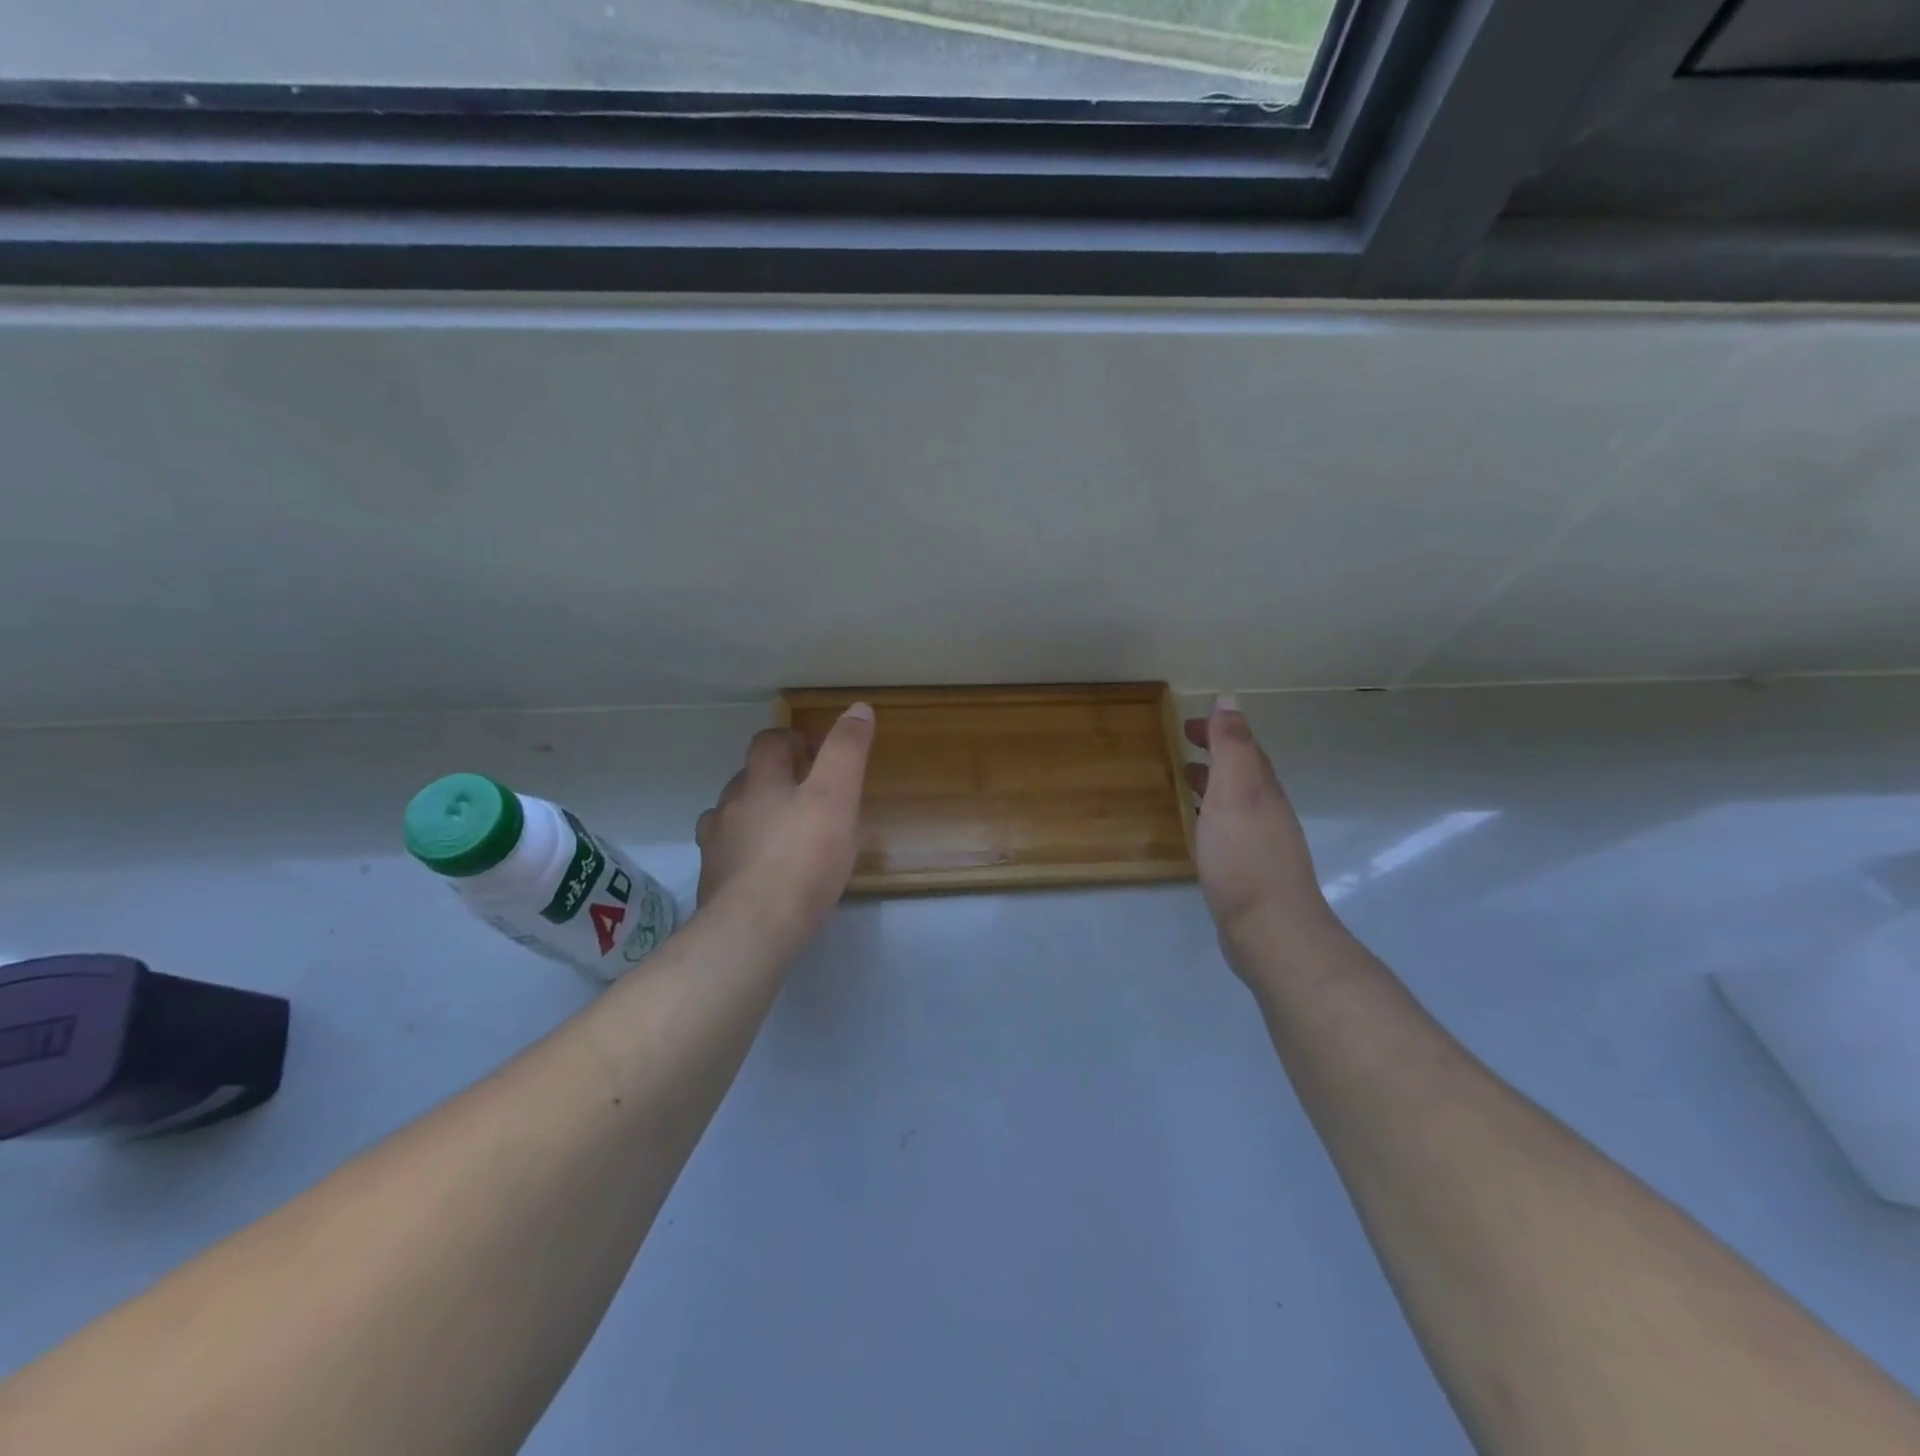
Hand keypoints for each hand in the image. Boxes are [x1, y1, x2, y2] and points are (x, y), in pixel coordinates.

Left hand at [696, 704, 874, 941]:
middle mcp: (731, 805)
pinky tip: (767, 870)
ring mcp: (716, 844)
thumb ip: (846, 751)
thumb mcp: (837, 797)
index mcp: (761, 781)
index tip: (816, 752)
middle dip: (776, 778)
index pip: (769, 742)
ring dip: (758, 814)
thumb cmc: (803, 859)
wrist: (753, 928)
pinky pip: (730, 853)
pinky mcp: (714, 880)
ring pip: (735, 815)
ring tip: (787, 833)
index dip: (792, 739)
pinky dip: (748, 851)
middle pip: (749, 777)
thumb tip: (858, 708)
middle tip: (810, 796)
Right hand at [1184, 696, 1337, 955]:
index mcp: (1262, 789)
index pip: (1244, 748)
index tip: (1187, 724)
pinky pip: (1230, 830)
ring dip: (1213, 784)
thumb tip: (1230, 699)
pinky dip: (1212, 816)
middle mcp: (1267, 812)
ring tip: (1185, 781)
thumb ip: (1232, 747)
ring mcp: (1262, 844)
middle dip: (1216, 753)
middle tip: (1183, 744)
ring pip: (1237, 802)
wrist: (1270, 930)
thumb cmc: (1244, 857)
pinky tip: (1199, 832)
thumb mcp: (1235, 792)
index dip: (1219, 731)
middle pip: (1243, 773)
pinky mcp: (1251, 873)